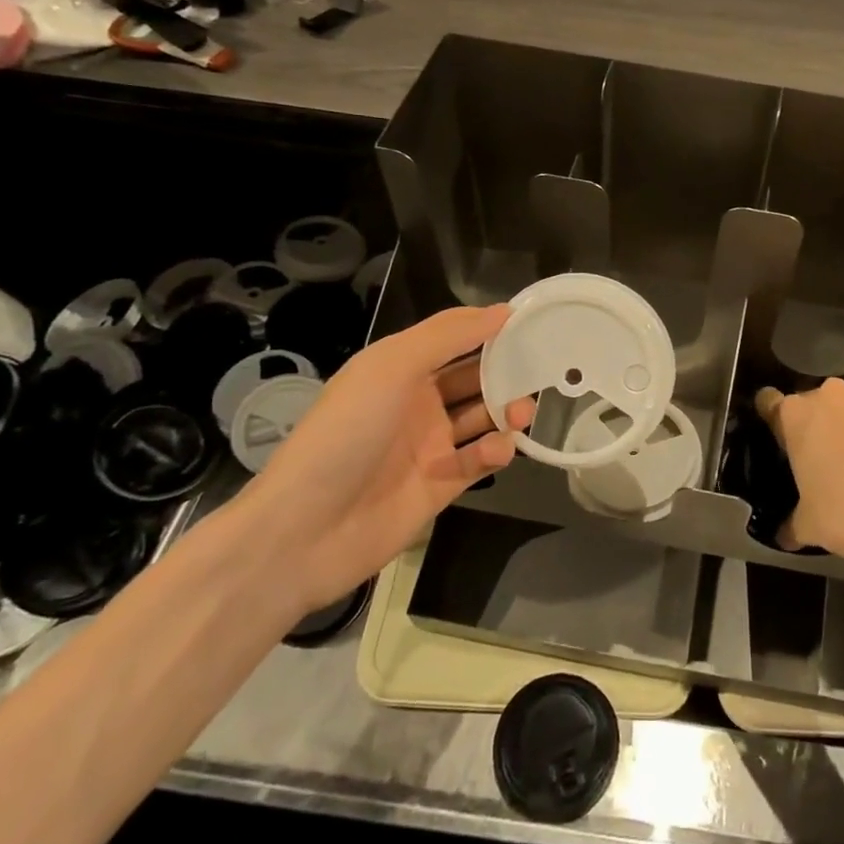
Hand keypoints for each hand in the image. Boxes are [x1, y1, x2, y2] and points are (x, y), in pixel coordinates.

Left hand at [235, 306, 532, 611]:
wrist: (303, 531)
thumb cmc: (346, 433)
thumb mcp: (390, 367)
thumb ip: (448, 336)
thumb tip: (502, 312)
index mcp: (400, 369)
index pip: (454, 340)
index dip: (489, 330)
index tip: (531, 324)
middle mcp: (417, 402)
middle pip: (475, 379)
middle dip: (507, 373)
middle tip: (540, 373)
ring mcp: (429, 446)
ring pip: (483, 419)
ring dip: (507, 412)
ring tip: (522, 414)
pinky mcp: (441, 486)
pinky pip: (479, 460)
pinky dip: (495, 452)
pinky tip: (499, 451)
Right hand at [755, 378, 843, 567]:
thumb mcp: (808, 524)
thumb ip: (791, 525)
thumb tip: (784, 536)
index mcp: (795, 415)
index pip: (768, 402)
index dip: (771, 420)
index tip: (777, 442)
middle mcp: (830, 397)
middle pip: (812, 405)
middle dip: (813, 428)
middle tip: (816, 464)